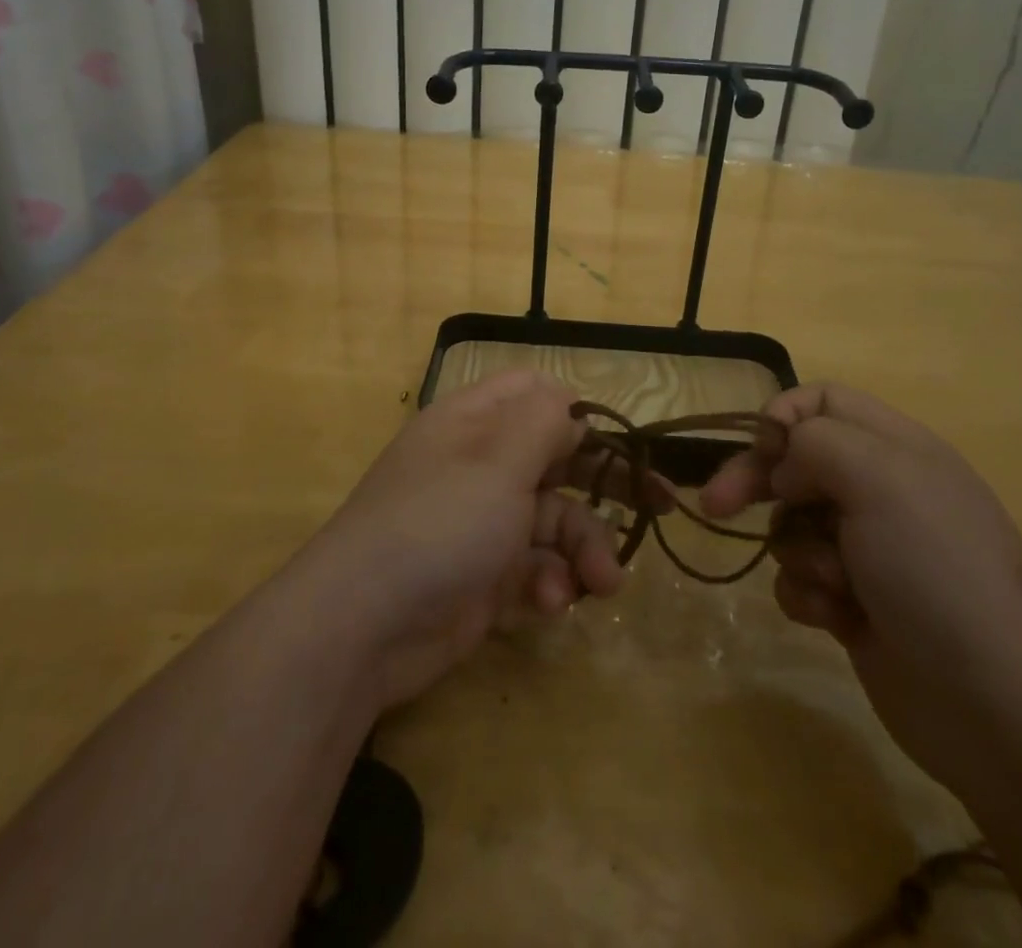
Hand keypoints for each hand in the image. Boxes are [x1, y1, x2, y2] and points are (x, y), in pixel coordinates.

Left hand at [303, 371, 630, 708]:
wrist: (363, 627)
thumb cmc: (439, 522)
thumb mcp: (499, 460)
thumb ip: (545, 423)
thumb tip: (571, 409)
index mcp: (475, 422)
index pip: (535, 394)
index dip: (578, 413)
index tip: (618, 443)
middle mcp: (479, 465)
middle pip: (556, 459)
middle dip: (603, 487)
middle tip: (659, 508)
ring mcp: (481, 523)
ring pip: (554, 521)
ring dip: (583, 549)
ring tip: (601, 584)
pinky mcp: (484, 577)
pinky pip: (535, 567)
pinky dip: (551, 582)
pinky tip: (551, 603)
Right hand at [701, 382, 1021, 791]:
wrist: (994, 704)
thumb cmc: (935, 570)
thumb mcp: (881, 478)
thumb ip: (817, 442)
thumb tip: (785, 467)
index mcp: (896, 449)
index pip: (823, 401)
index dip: (785, 417)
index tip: (764, 452)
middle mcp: (880, 491)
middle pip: (794, 462)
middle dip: (755, 481)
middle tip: (715, 504)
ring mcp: (867, 550)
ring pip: (791, 523)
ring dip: (797, 551)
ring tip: (834, 584)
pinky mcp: (853, 602)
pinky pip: (799, 577)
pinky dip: (808, 594)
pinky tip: (836, 618)